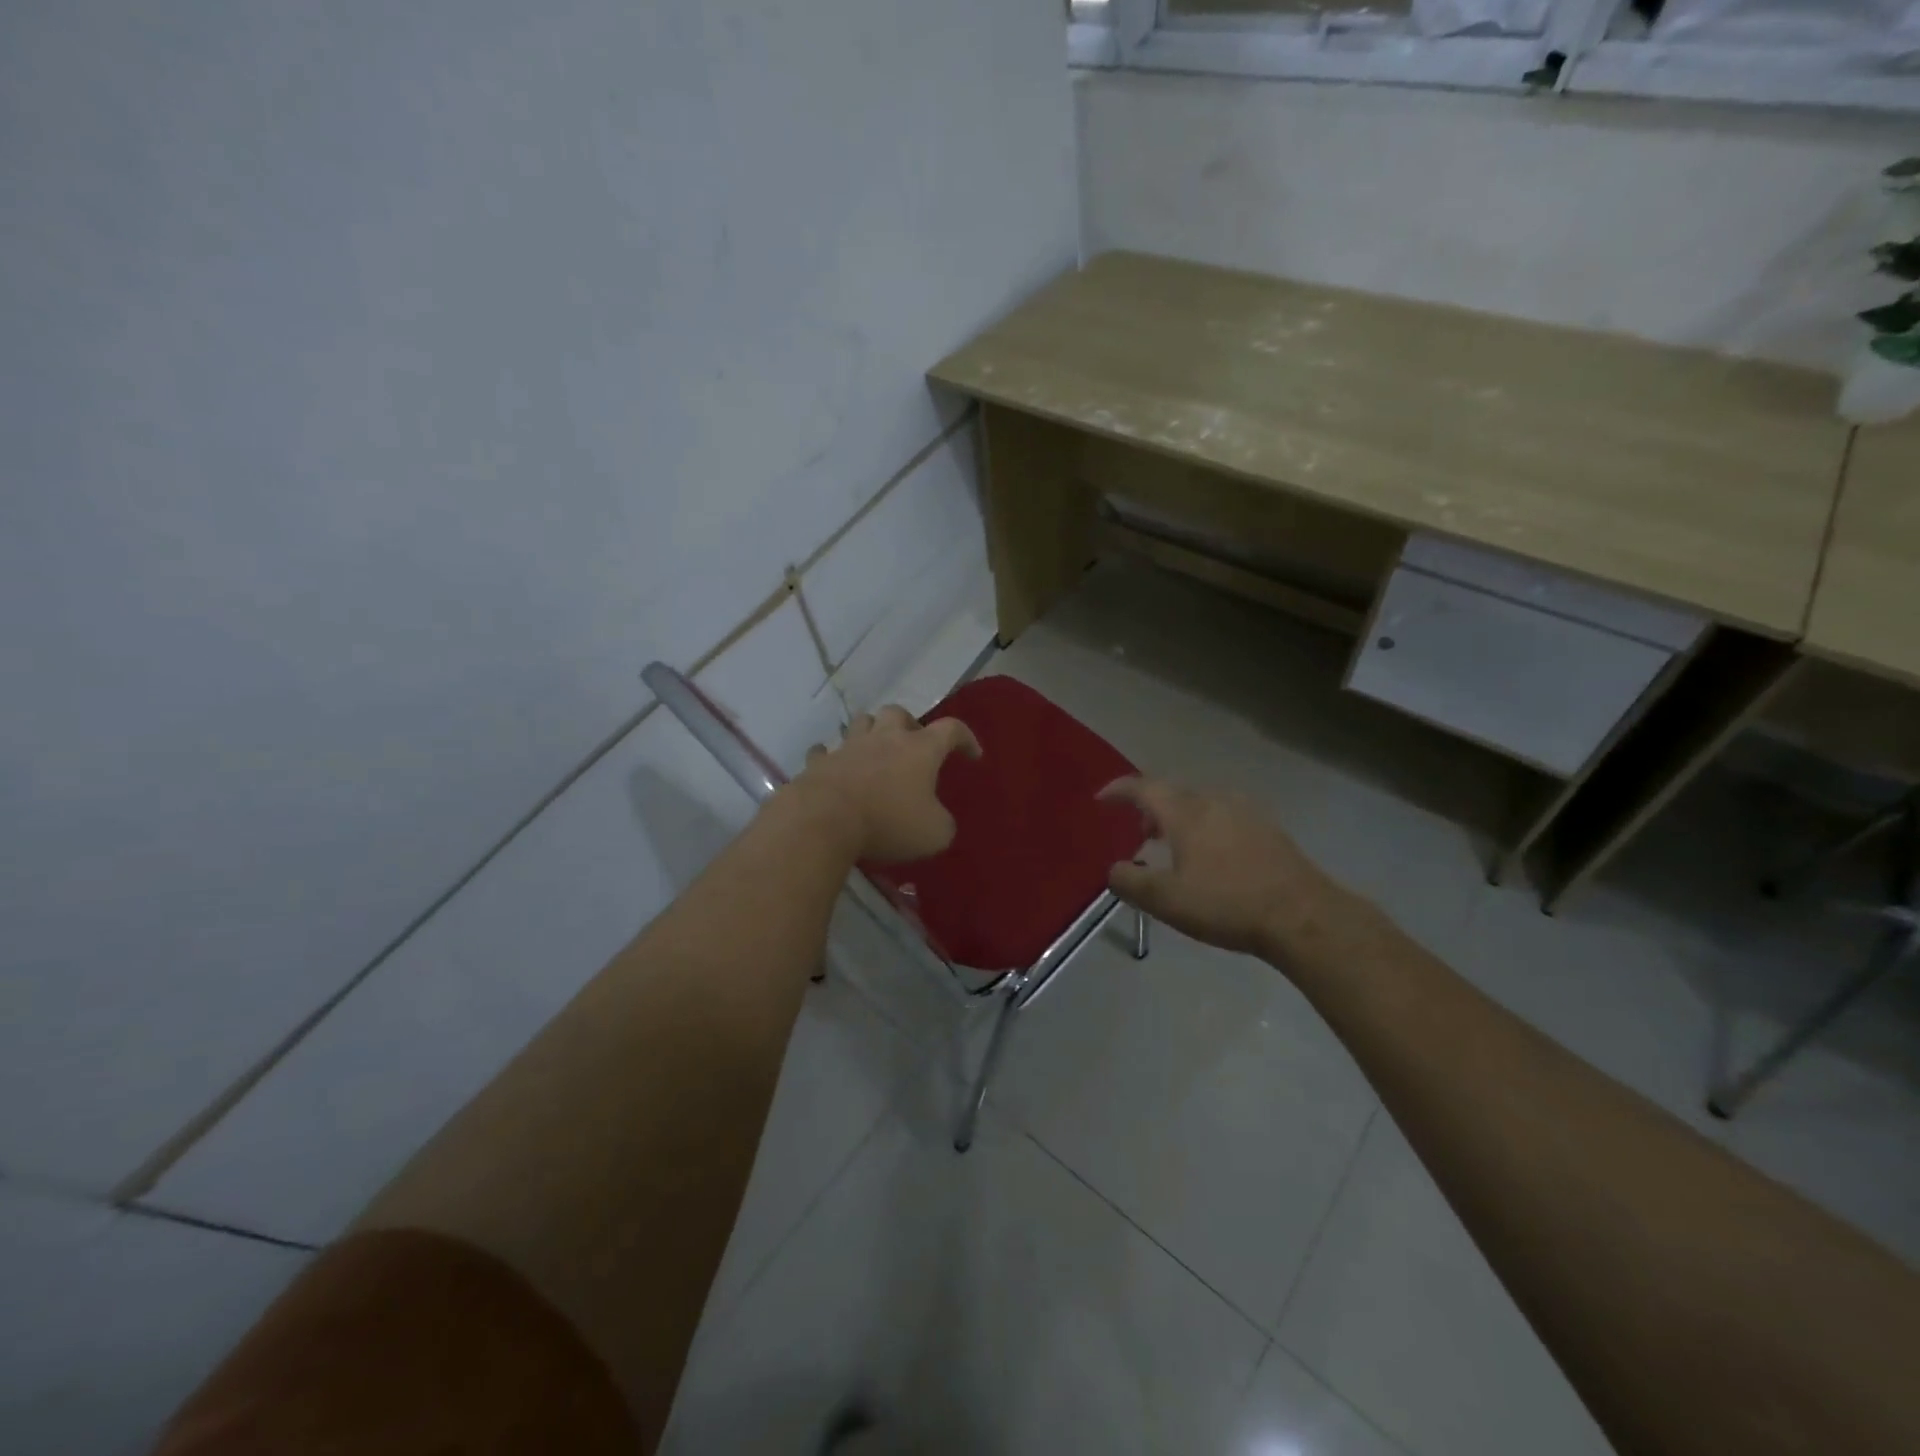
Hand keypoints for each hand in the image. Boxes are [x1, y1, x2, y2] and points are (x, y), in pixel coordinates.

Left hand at [790, 705, 981, 862]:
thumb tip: (937, 819)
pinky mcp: (820, 763)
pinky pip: (825, 752)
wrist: (825, 820)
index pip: (951, 729)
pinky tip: (835, 767)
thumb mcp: (935, 834)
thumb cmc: (889, 822)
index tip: (972, 756)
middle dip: (909, 725)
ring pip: (861, 723)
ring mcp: (849, 747)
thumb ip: (942, 823)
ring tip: (875, 751)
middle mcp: (885, 739)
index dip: (966, 739)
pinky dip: (832, 757)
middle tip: (913, 746)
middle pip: (898, 713)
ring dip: (871, 731)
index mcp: (920, 750)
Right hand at [1100, 777, 1343, 957]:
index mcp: (1185, 812)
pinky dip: (1206, 824)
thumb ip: (1130, 881)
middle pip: (1173, 792)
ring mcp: (1245, 811)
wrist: (1302, 915)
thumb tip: (1114, 869)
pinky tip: (1212, 854)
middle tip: (1139, 832)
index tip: (1102, 799)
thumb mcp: (1166, 900)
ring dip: (1179, 817)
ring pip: (1201, 802)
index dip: (1118, 790)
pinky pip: (1224, 814)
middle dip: (1149, 807)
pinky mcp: (1268, 827)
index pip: (1143, 787)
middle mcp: (1214, 800)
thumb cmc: (1227, 904)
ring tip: (1174, 845)